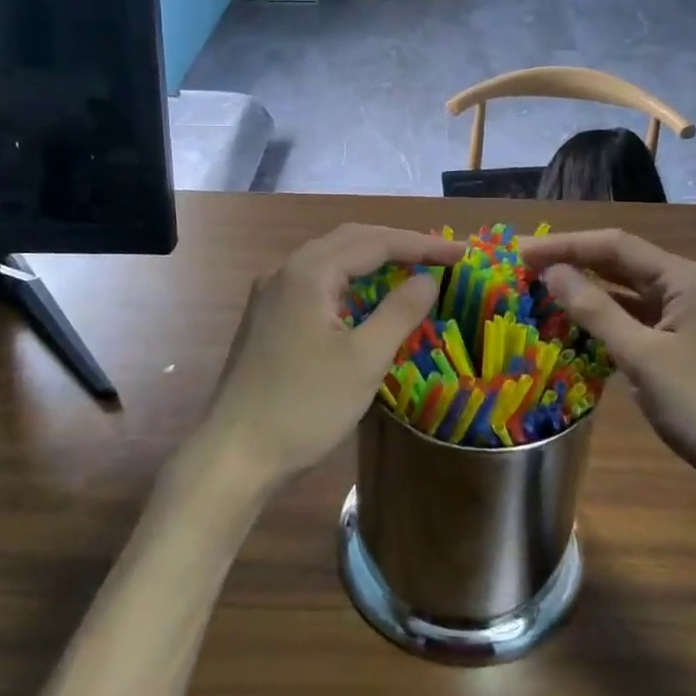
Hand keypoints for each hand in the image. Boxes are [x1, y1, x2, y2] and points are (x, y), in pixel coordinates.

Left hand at [200, 225, 463, 493]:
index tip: (461, 252)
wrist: (234, 454)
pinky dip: (350, 281)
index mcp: (308, 272)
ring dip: (373, 260)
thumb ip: (399, 312)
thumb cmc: (304, 406)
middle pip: (350, 240)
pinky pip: (316, 282)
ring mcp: (271, 294)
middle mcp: (285, 271)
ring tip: (411, 268)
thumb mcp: (364, 361)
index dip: (422, 244)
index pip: (375, 242)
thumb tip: (428, 279)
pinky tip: (366, 299)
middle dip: (398, 244)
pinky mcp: (268, 317)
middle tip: (440, 255)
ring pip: (331, 259)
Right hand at [521, 230, 695, 486]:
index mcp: (684, 278)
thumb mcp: (642, 357)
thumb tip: (551, 271)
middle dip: (572, 262)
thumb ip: (595, 310)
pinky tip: (577, 323)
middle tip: (522, 267)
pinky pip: (639, 316)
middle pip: (621, 262)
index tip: (519, 250)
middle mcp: (689, 285)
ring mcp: (690, 314)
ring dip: (587, 289)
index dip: (563, 244)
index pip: (613, 245)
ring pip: (629, 290)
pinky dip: (608, 316)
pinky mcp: (687, 340)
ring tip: (541, 289)